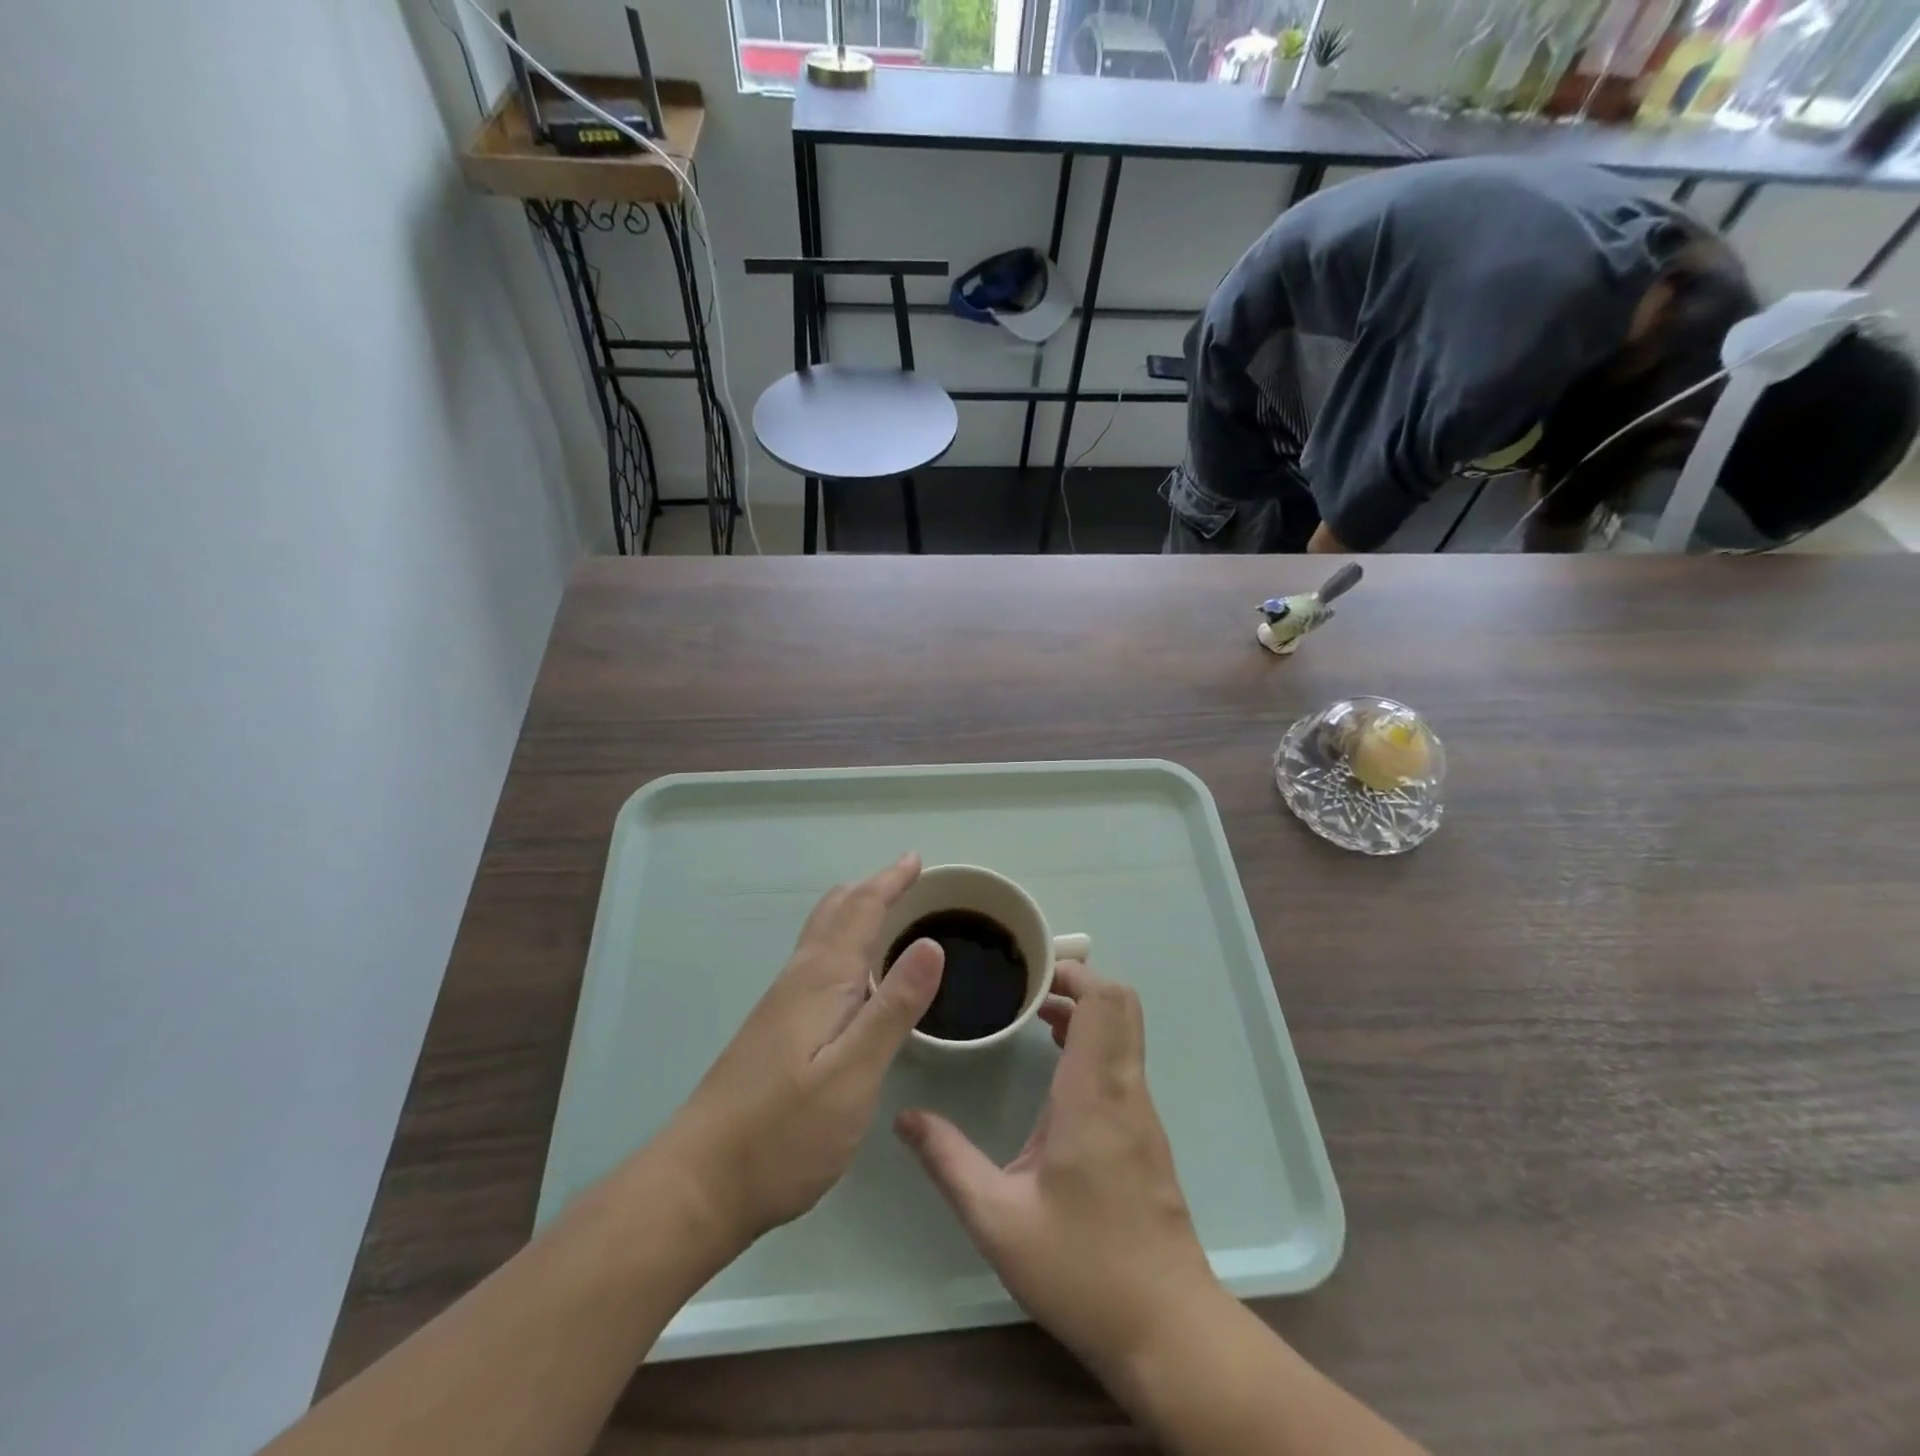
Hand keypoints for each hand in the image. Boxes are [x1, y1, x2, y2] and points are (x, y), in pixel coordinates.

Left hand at [658, 853, 943, 1256]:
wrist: (697, 1185)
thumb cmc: (783, 1133)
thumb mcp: (853, 1074)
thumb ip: (894, 1008)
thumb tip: (931, 942)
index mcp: (821, 980)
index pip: (860, 911)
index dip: (889, 882)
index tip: (915, 860)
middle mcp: (798, 980)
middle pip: (835, 914)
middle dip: (871, 889)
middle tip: (906, 878)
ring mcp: (780, 1005)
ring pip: (821, 937)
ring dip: (855, 913)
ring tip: (885, 911)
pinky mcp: (773, 1031)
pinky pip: (815, 962)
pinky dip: (842, 944)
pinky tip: (852, 973)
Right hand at [894, 962, 1219, 1379]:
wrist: (1168, 1331)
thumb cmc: (1082, 1269)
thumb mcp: (998, 1220)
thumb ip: (948, 1161)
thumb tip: (905, 1118)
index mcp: (1093, 1095)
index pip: (1104, 1001)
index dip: (1073, 972)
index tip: (1029, 973)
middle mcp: (1124, 1090)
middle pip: (1120, 1004)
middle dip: (1076, 983)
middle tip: (1025, 989)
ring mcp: (1141, 1111)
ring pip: (1123, 1032)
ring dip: (1083, 1012)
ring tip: (1031, 1017)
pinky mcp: (1144, 1133)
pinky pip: (1122, 1062)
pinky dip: (1092, 1044)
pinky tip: (1052, 1069)